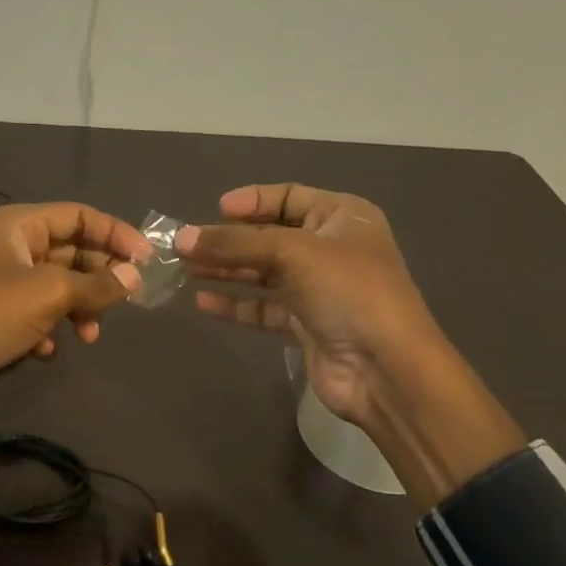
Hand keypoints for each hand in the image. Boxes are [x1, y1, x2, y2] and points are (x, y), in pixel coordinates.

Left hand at [0, 202, 150, 425]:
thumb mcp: (49, 293)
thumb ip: (97, 283)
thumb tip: (134, 277)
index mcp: (19, 226)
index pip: (79, 215)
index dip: (115, 234)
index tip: (146, 261)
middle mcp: (12, 248)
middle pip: (72, 252)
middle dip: (100, 278)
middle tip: (126, 302)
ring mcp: (4, 284)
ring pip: (59, 287)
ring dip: (80, 309)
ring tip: (89, 335)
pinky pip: (39, 315)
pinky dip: (50, 330)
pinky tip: (46, 351)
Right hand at [178, 184, 436, 427]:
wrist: (384, 368)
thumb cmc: (348, 292)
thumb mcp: (292, 254)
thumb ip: (235, 244)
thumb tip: (182, 239)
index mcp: (342, 217)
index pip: (289, 197)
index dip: (252, 201)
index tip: (214, 210)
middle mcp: (331, 249)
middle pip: (270, 237)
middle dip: (229, 240)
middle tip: (185, 245)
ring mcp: (318, 289)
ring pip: (263, 273)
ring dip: (226, 271)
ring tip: (184, 269)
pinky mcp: (305, 324)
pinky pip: (263, 308)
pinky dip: (235, 304)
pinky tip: (203, 301)